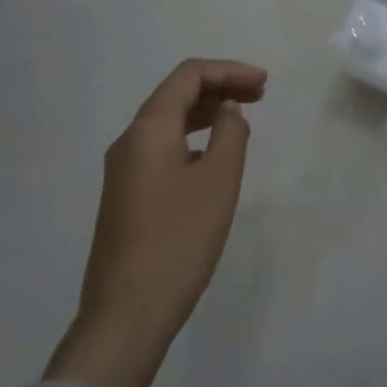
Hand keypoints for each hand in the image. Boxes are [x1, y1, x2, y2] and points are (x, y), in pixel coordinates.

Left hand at [46, 58, 266, 386]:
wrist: (126, 316)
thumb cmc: (179, 240)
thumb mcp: (219, 181)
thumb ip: (230, 134)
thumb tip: (228, 111)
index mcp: (148, 130)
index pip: (188, 76)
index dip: (229, 71)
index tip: (263, 83)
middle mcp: (129, 142)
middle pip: (175, 94)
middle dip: (219, 87)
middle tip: (260, 95)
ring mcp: (123, 171)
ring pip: (168, 122)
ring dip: (206, 112)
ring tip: (242, 120)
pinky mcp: (125, 197)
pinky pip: (161, 148)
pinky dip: (192, 137)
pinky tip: (214, 156)